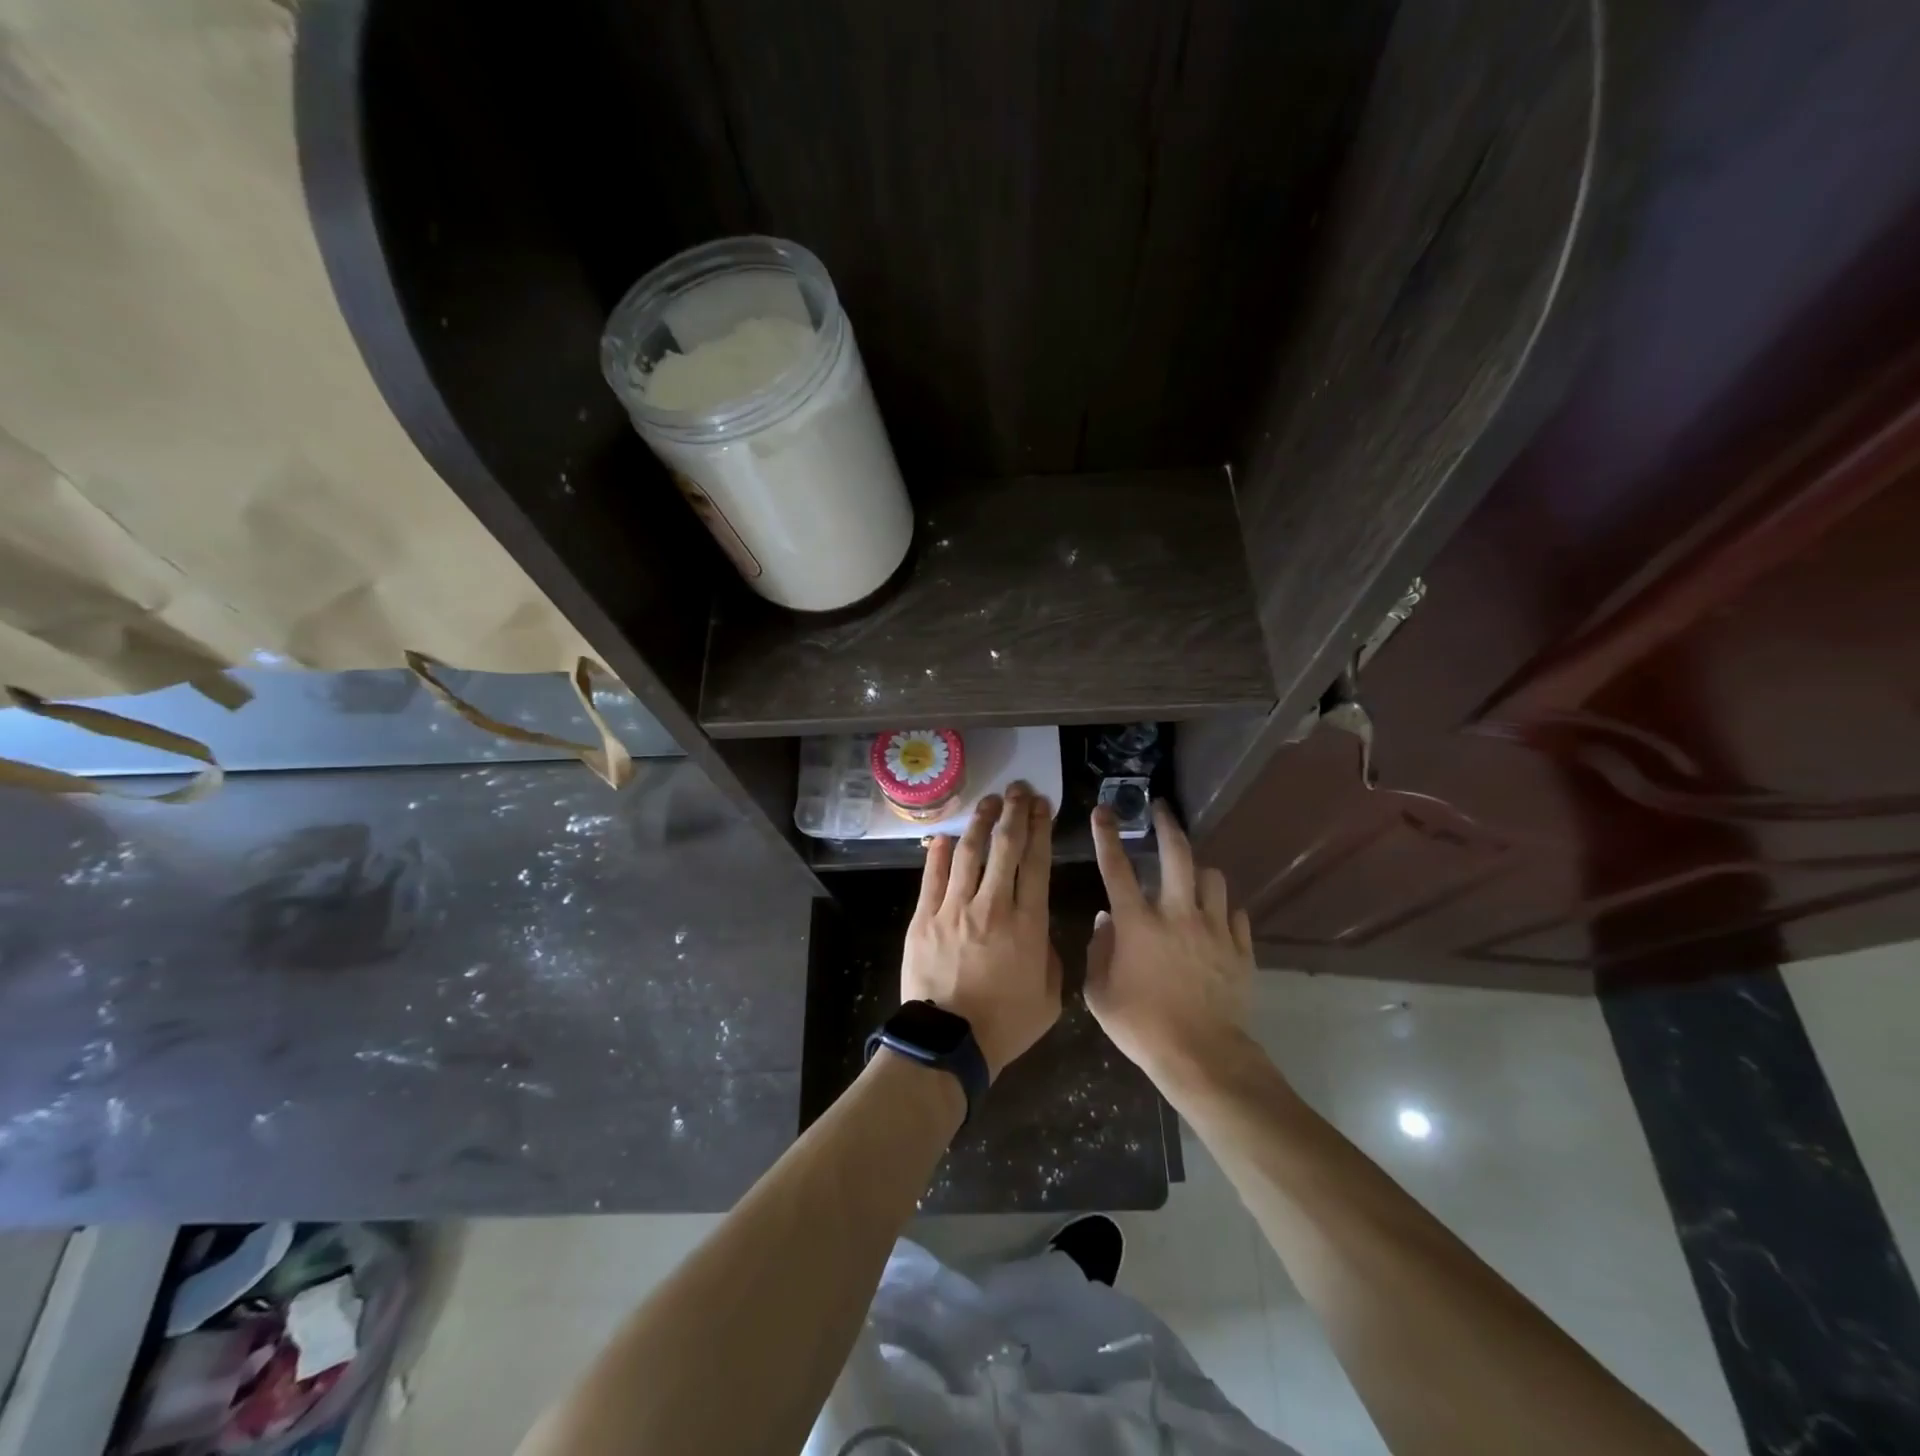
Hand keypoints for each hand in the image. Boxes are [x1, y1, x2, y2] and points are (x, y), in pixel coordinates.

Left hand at [901, 782, 1061, 1079]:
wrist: (949, 1044)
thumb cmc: (1005, 1025)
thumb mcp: (1050, 997)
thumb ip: (1051, 956)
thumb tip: (1039, 931)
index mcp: (1028, 924)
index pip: (1036, 862)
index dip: (1040, 828)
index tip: (1042, 805)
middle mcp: (993, 906)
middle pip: (1005, 847)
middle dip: (1014, 812)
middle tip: (1019, 789)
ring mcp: (954, 909)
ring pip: (970, 853)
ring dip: (980, 822)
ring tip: (989, 801)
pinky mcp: (924, 917)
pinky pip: (933, 876)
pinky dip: (941, 853)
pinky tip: (948, 835)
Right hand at [1085, 799, 1255, 1077]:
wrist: (1202, 1056)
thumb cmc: (1142, 1026)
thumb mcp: (1100, 994)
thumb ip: (1098, 950)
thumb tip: (1105, 921)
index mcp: (1138, 923)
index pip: (1116, 867)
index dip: (1106, 835)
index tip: (1103, 810)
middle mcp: (1177, 914)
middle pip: (1177, 854)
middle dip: (1168, 826)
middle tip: (1162, 810)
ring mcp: (1214, 929)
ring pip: (1213, 878)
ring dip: (1199, 873)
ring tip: (1192, 879)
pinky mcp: (1240, 948)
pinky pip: (1236, 914)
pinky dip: (1223, 911)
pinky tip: (1216, 920)